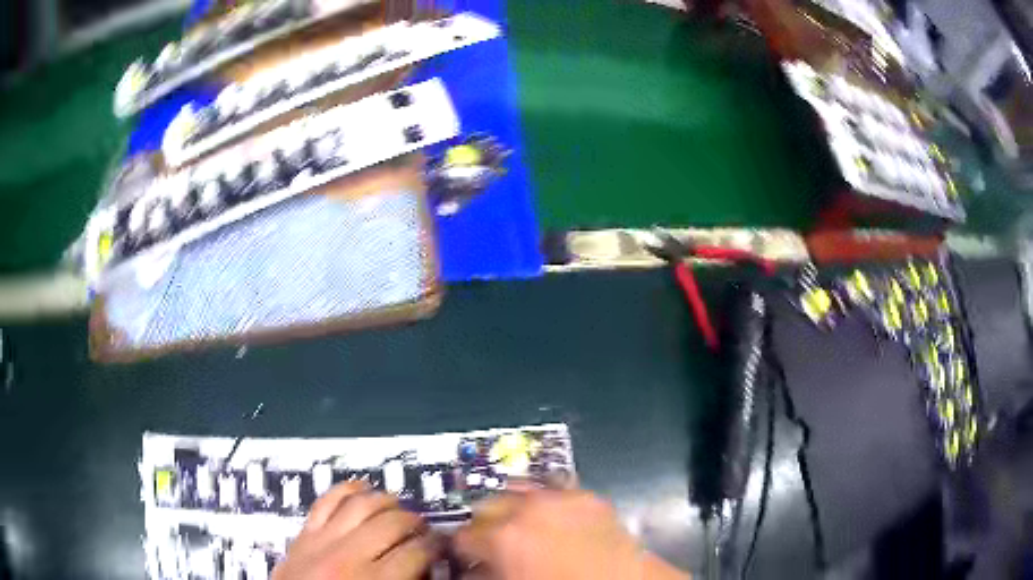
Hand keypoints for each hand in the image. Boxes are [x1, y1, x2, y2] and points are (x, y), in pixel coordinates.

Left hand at [272, 482, 441, 579]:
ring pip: (361, 504)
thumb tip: (429, 569)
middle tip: (423, 528)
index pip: (417, 552)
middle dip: (415, 522)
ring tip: (397, 507)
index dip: (436, 545)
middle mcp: (349, 555)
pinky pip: (327, 500)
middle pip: (392, 522)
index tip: (442, 545)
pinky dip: (346, 490)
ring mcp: (323, 540)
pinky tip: (362, 489)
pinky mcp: (304, 532)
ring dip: (385, 501)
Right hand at [453, 488, 688, 579]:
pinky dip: (548, 502)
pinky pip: (557, 489)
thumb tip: (474, 569)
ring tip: (522, 527)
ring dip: (514, 507)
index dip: (462, 548)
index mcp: (504, 537)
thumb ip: (486, 574)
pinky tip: (554, 520)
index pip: (463, 533)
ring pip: (520, 489)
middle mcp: (530, 509)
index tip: (467, 555)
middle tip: (492, 544)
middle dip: (485, 524)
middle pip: (486, 505)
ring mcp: (562, 499)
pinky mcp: (591, 497)